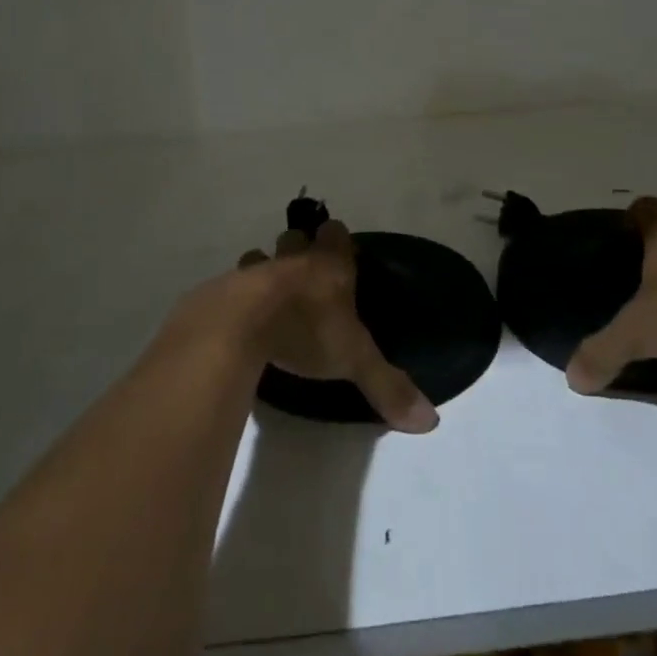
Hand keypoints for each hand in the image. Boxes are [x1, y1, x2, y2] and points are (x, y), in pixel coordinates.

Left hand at [230, 222, 439, 433]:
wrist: (241, 325)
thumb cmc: (307, 331)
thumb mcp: (354, 361)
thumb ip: (388, 386)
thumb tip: (431, 421)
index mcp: (329, 265)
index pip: (336, 234)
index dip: (337, 240)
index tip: (340, 253)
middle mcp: (294, 259)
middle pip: (296, 238)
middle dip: (299, 249)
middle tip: (305, 274)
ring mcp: (256, 271)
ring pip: (261, 257)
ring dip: (264, 270)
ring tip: (268, 296)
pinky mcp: (225, 289)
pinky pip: (233, 284)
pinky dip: (237, 296)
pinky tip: (240, 318)